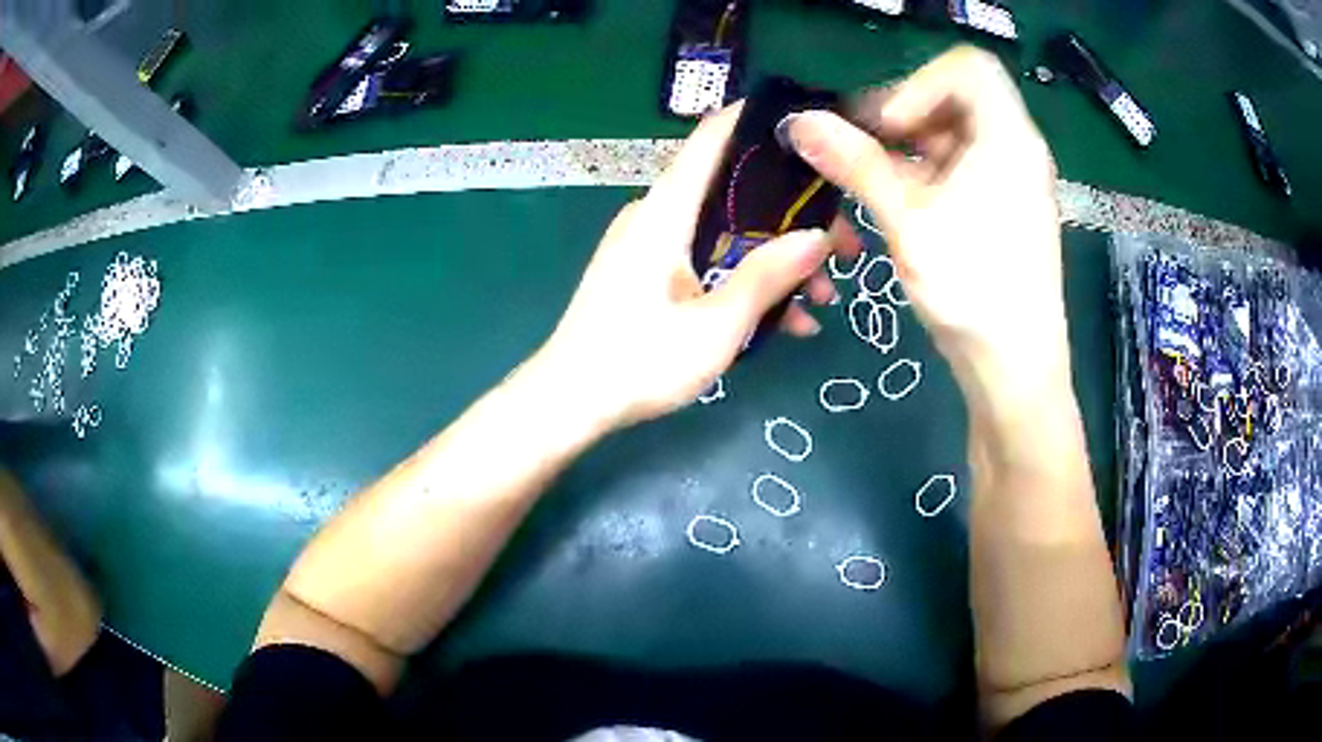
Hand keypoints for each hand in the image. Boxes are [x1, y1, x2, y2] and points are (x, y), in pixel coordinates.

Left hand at [537, 104, 852, 429]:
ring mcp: (653, 244)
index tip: (813, 129)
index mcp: (667, 210)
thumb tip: (818, 237)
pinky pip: (709, 260)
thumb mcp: (716, 326)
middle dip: (795, 216)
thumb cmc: (639, 362)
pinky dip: (746, 280)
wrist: (570, 402)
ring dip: (777, 259)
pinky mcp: (651, 273)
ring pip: (729, 232)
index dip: (760, 122)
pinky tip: (788, 321)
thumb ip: (768, 276)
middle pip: (736, 192)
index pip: (714, 138)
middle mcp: (659, 215)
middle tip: (845, 248)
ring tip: (823, 299)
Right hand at [783, 47, 1067, 404]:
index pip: (969, 67)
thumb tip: (799, 121)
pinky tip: (898, 202)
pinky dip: (925, 171)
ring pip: (955, 133)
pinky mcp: (1004, 205)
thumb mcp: (909, 222)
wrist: (1017, 369)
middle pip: (957, 97)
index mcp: (1008, 137)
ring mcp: (1013, 179)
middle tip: (860, 147)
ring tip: (871, 179)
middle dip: (903, 114)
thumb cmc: (974, 292)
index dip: (918, 83)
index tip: (886, 127)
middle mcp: (1017, 148)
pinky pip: (961, 166)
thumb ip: (855, 163)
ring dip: (907, 146)